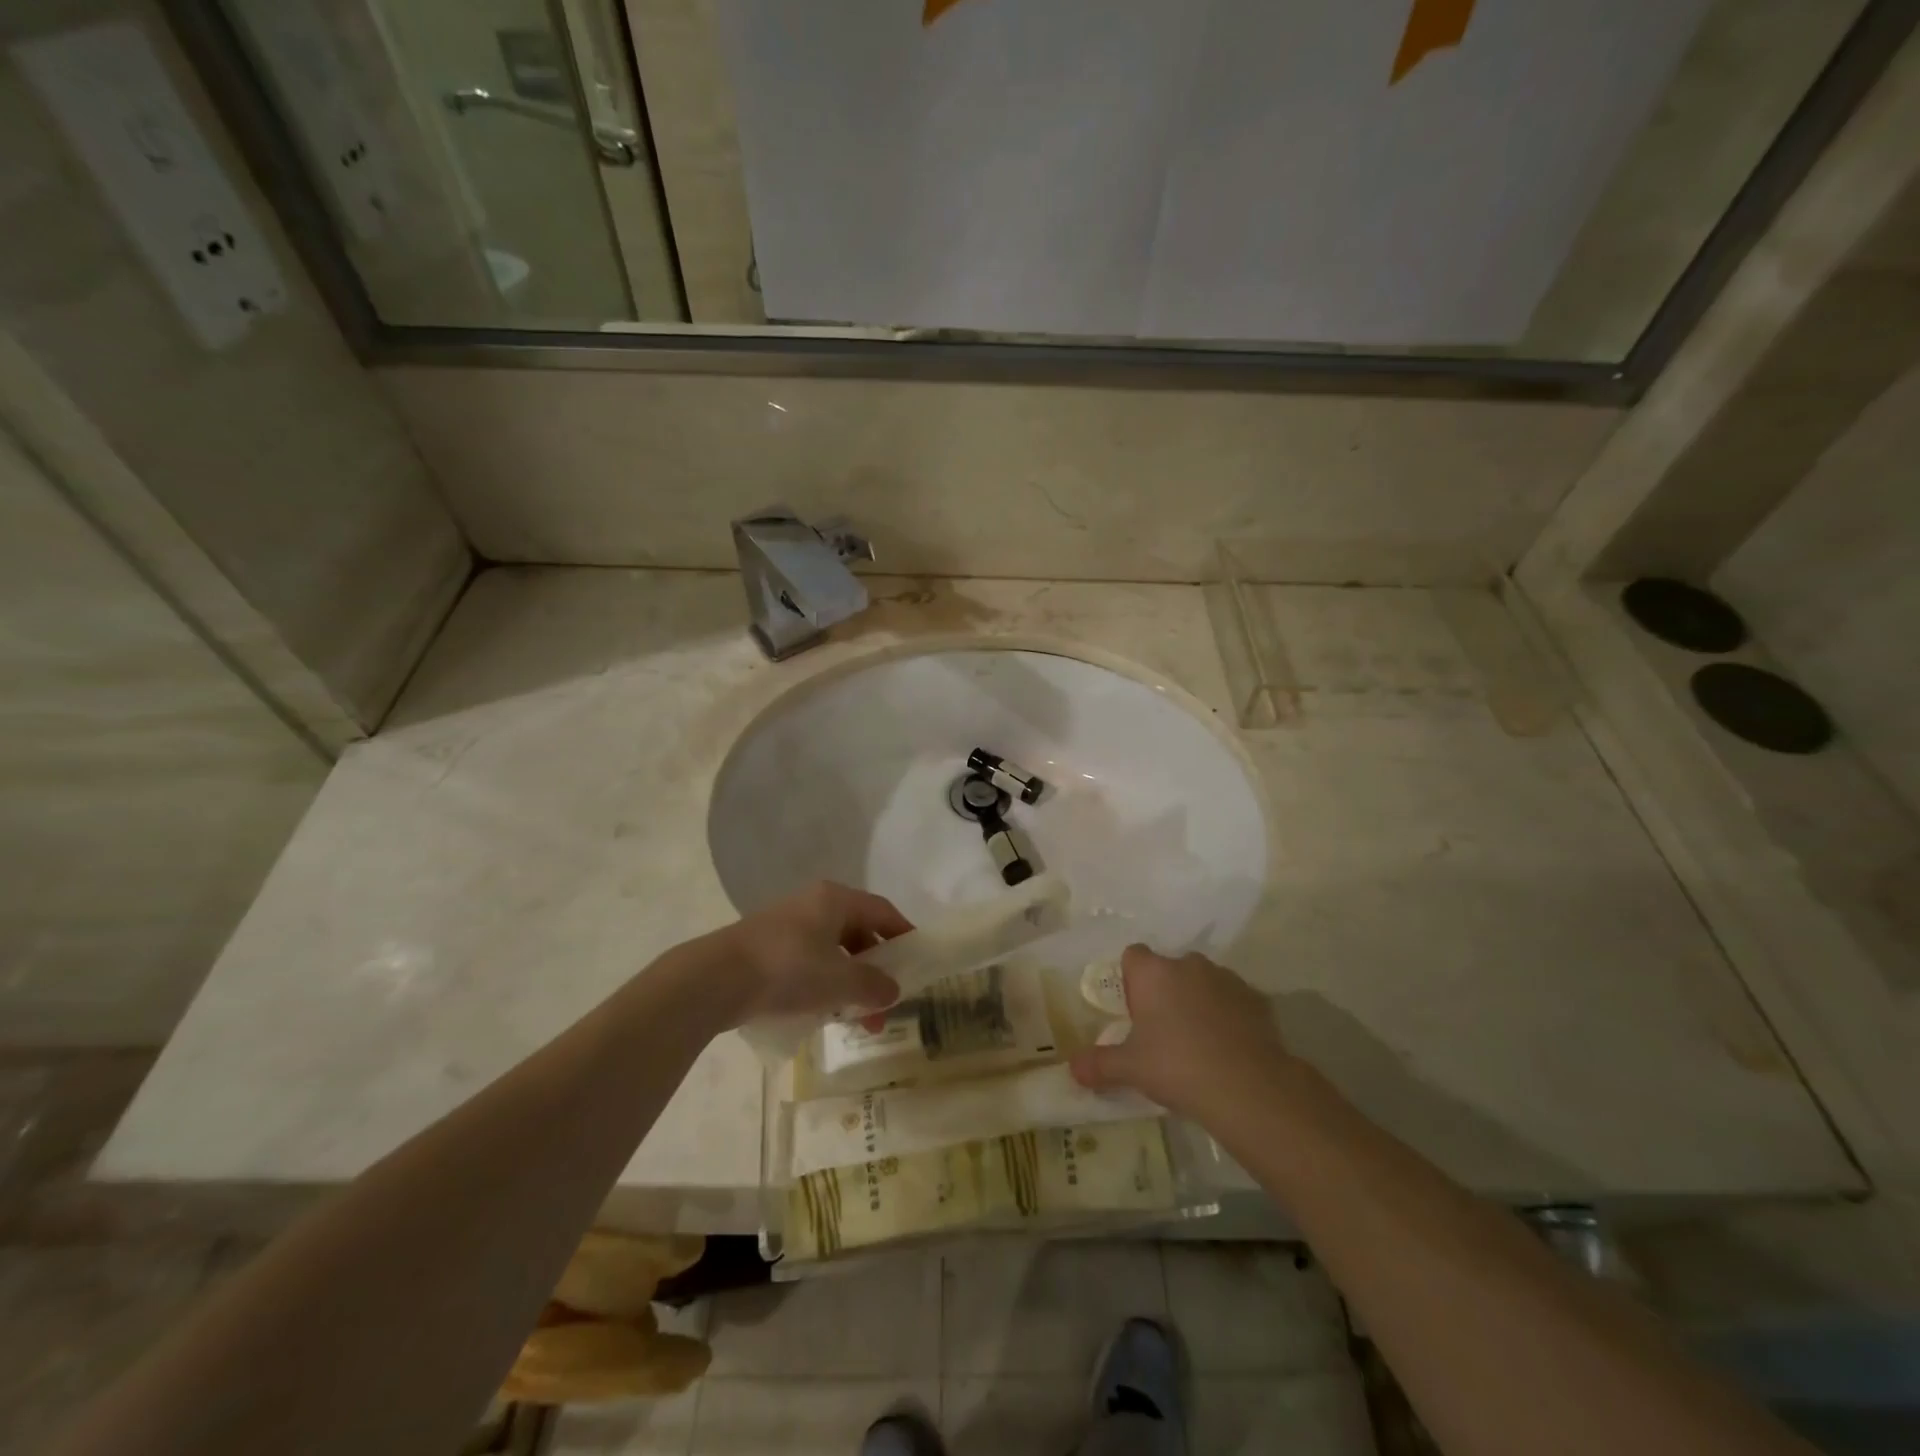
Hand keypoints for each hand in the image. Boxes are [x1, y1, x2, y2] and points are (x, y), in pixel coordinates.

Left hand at [705, 881, 912, 1025]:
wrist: (714, 979)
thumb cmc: (788, 969)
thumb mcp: (839, 980)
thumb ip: (873, 985)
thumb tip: (893, 991)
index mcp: (835, 899)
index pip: (882, 911)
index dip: (904, 935)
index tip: (919, 961)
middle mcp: (813, 904)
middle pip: (858, 932)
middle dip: (876, 970)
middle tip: (885, 1004)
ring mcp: (788, 925)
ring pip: (833, 951)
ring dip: (850, 983)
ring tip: (856, 1020)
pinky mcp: (767, 948)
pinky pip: (809, 962)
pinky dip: (824, 984)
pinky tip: (823, 1013)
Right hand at [1070, 945, 1290, 1118]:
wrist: (1248, 1088)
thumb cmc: (1177, 1067)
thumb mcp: (1130, 1069)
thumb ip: (1099, 1065)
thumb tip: (1072, 1068)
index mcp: (1153, 973)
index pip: (1133, 956)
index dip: (1131, 980)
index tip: (1133, 1012)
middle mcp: (1189, 965)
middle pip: (1169, 969)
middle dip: (1165, 992)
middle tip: (1162, 1032)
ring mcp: (1226, 979)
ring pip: (1203, 982)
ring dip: (1197, 1001)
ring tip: (1198, 1043)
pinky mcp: (1256, 999)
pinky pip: (1233, 1001)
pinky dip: (1228, 1016)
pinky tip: (1228, 1049)